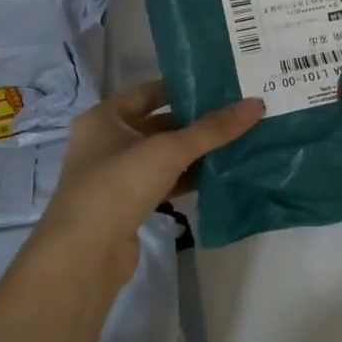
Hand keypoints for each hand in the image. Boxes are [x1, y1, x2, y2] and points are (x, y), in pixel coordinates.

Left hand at [34, 81, 263, 284]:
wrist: (84, 255)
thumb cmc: (118, 185)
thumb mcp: (168, 150)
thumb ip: (212, 129)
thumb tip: (256, 104)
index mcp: (105, 118)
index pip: (149, 92)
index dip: (183, 88)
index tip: (221, 87)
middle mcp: (106, 142)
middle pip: (158, 124)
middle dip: (195, 122)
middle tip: (237, 115)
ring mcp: (115, 176)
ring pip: (162, 156)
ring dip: (194, 152)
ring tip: (236, 142)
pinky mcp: (127, 205)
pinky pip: (162, 182)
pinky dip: (186, 178)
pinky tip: (216, 176)